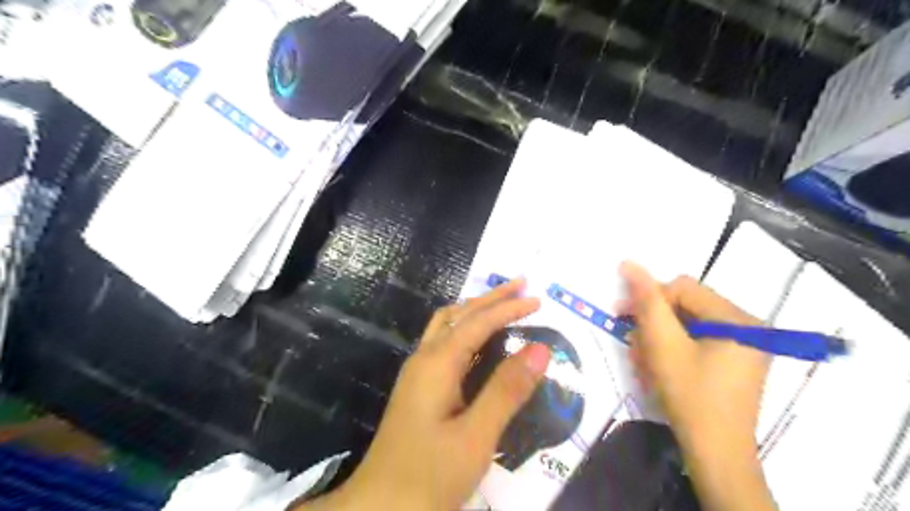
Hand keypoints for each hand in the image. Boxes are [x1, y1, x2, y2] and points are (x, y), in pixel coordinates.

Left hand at [301, 280, 550, 509]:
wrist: (378, 507)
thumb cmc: (429, 475)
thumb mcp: (476, 436)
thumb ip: (507, 390)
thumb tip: (540, 349)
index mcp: (437, 363)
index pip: (478, 322)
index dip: (508, 308)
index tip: (538, 300)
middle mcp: (424, 358)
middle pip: (459, 314)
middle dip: (491, 297)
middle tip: (521, 284)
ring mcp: (417, 372)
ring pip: (447, 325)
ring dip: (475, 309)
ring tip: (501, 303)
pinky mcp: (418, 387)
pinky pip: (443, 342)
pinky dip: (465, 329)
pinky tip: (476, 340)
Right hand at [619, 262, 773, 509]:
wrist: (716, 455)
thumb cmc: (690, 397)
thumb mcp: (663, 345)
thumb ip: (647, 301)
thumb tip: (629, 263)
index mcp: (737, 318)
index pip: (682, 288)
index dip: (650, 299)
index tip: (623, 317)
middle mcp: (746, 326)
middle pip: (685, 306)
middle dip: (653, 325)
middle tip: (634, 347)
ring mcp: (742, 346)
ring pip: (686, 325)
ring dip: (658, 339)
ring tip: (643, 364)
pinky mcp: (733, 361)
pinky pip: (695, 342)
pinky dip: (671, 351)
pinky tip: (657, 369)